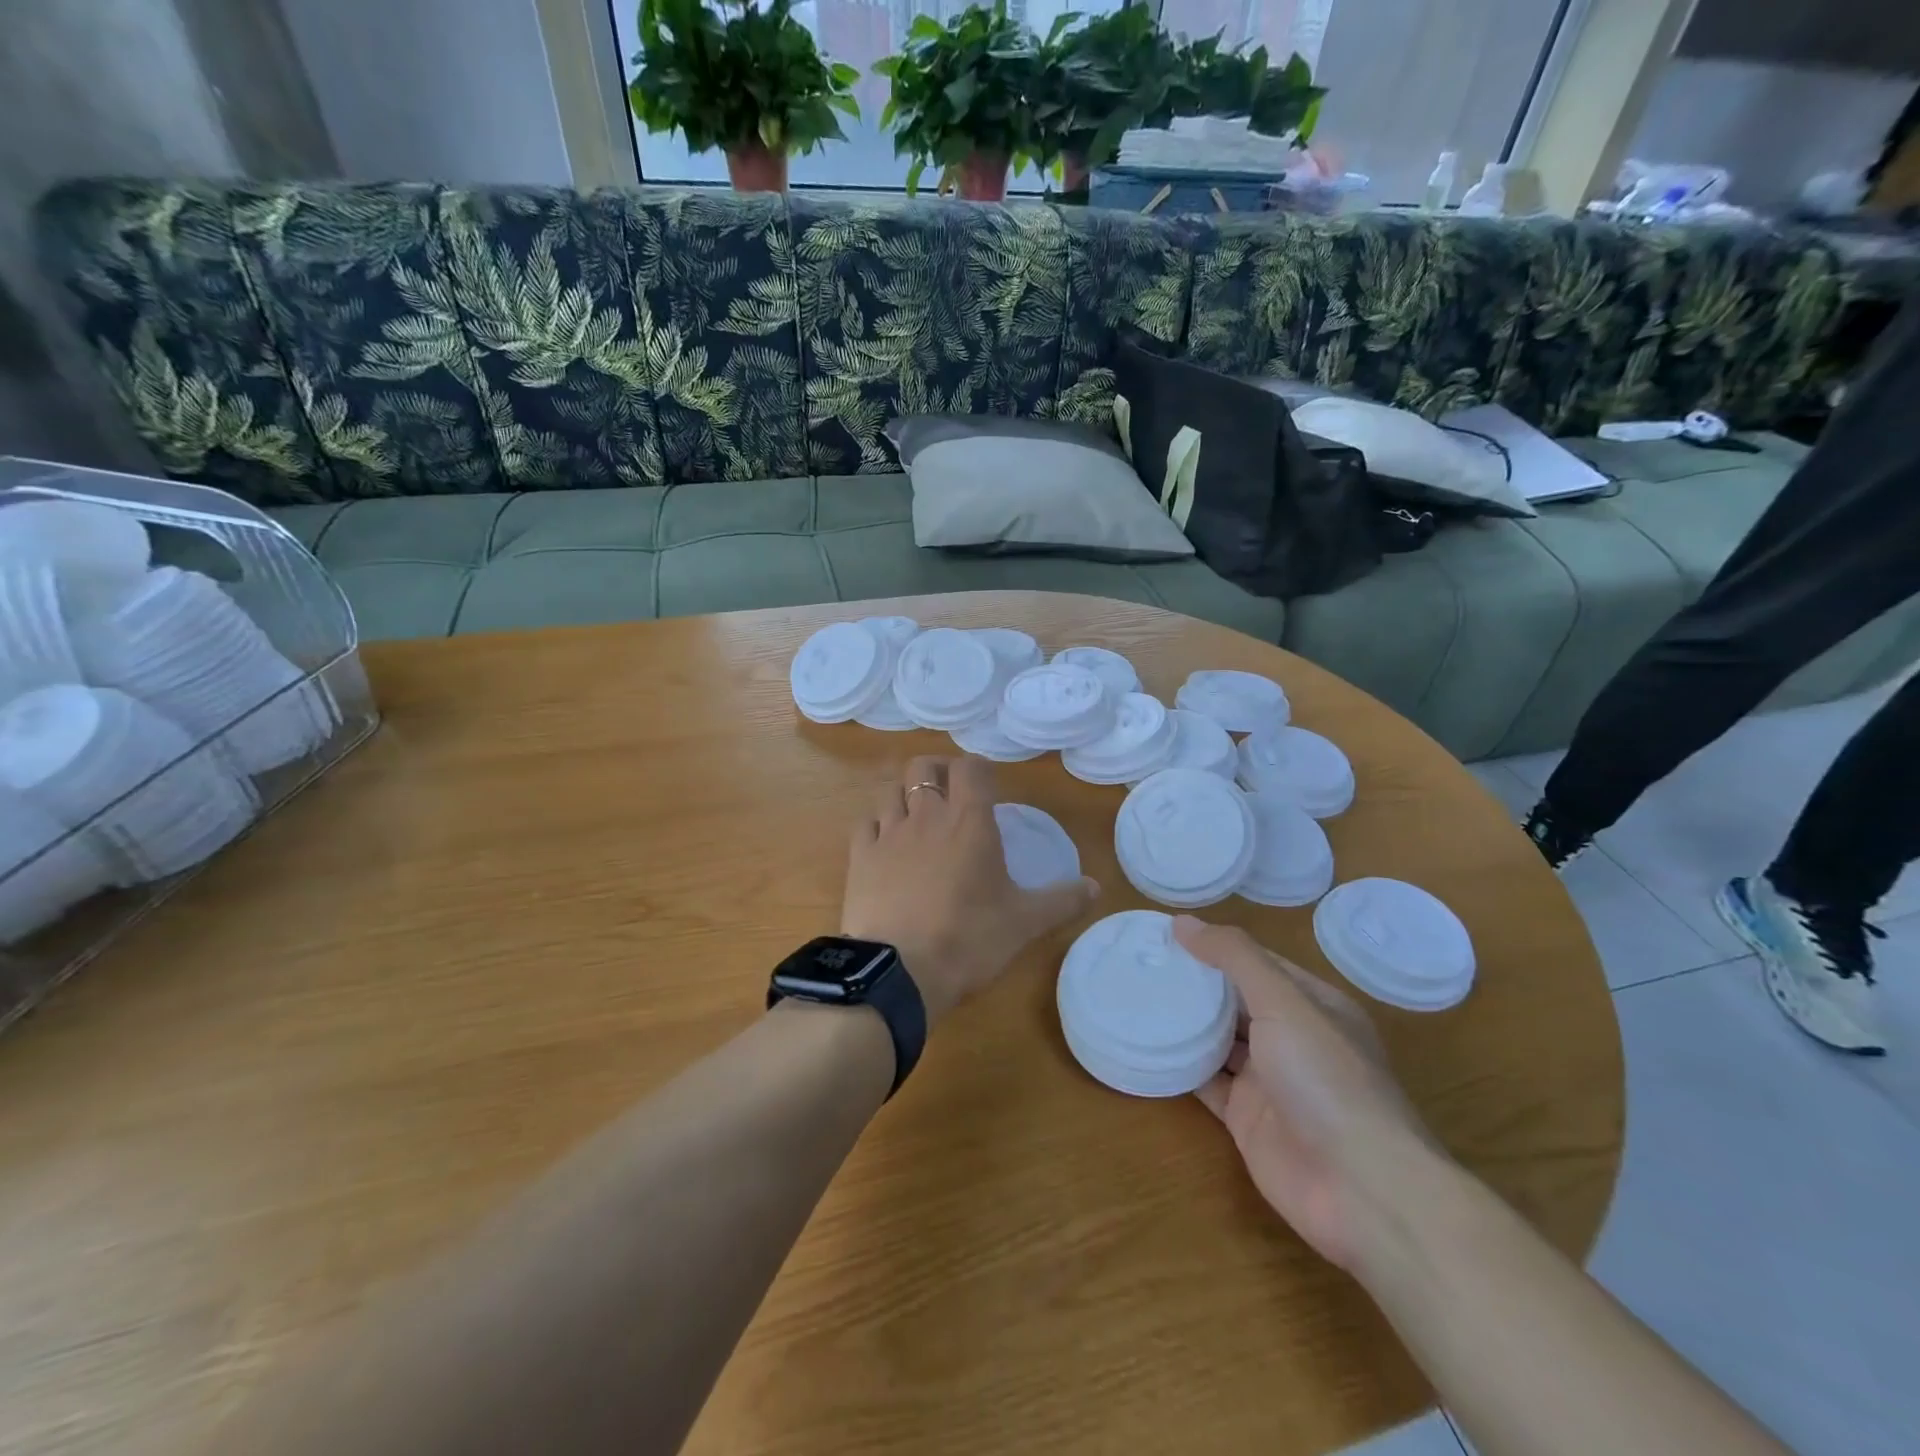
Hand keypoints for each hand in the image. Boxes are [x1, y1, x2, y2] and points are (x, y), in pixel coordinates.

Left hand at [842, 756, 1097, 1027]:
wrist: (899, 971)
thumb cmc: (969, 939)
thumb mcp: (1025, 922)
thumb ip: (1062, 900)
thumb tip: (1097, 887)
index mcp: (969, 820)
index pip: (971, 767)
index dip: (978, 768)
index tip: (987, 785)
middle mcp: (926, 815)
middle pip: (923, 767)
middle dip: (938, 771)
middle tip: (951, 793)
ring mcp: (888, 833)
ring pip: (891, 791)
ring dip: (906, 795)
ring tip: (918, 818)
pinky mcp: (859, 856)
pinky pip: (866, 822)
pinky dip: (878, 824)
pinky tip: (886, 843)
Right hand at [1174, 917, 1441, 1271]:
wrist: (1359, 1189)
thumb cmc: (1326, 1079)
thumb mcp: (1283, 1001)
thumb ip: (1234, 957)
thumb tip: (1182, 921)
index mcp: (1312, 1005)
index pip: (1257, 962)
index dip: (1215, 946)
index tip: (1165, 933)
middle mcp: (1292, 1038)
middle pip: (1235, 1000)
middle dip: (1195, 982)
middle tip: (1142, 961)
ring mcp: (1270, 1081)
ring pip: (1220, 1040)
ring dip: (1185, 1022)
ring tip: (1137, 996)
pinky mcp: (1247, 1119)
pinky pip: (1207, 1082)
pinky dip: (1181, 1066)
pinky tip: (1147, 1046)